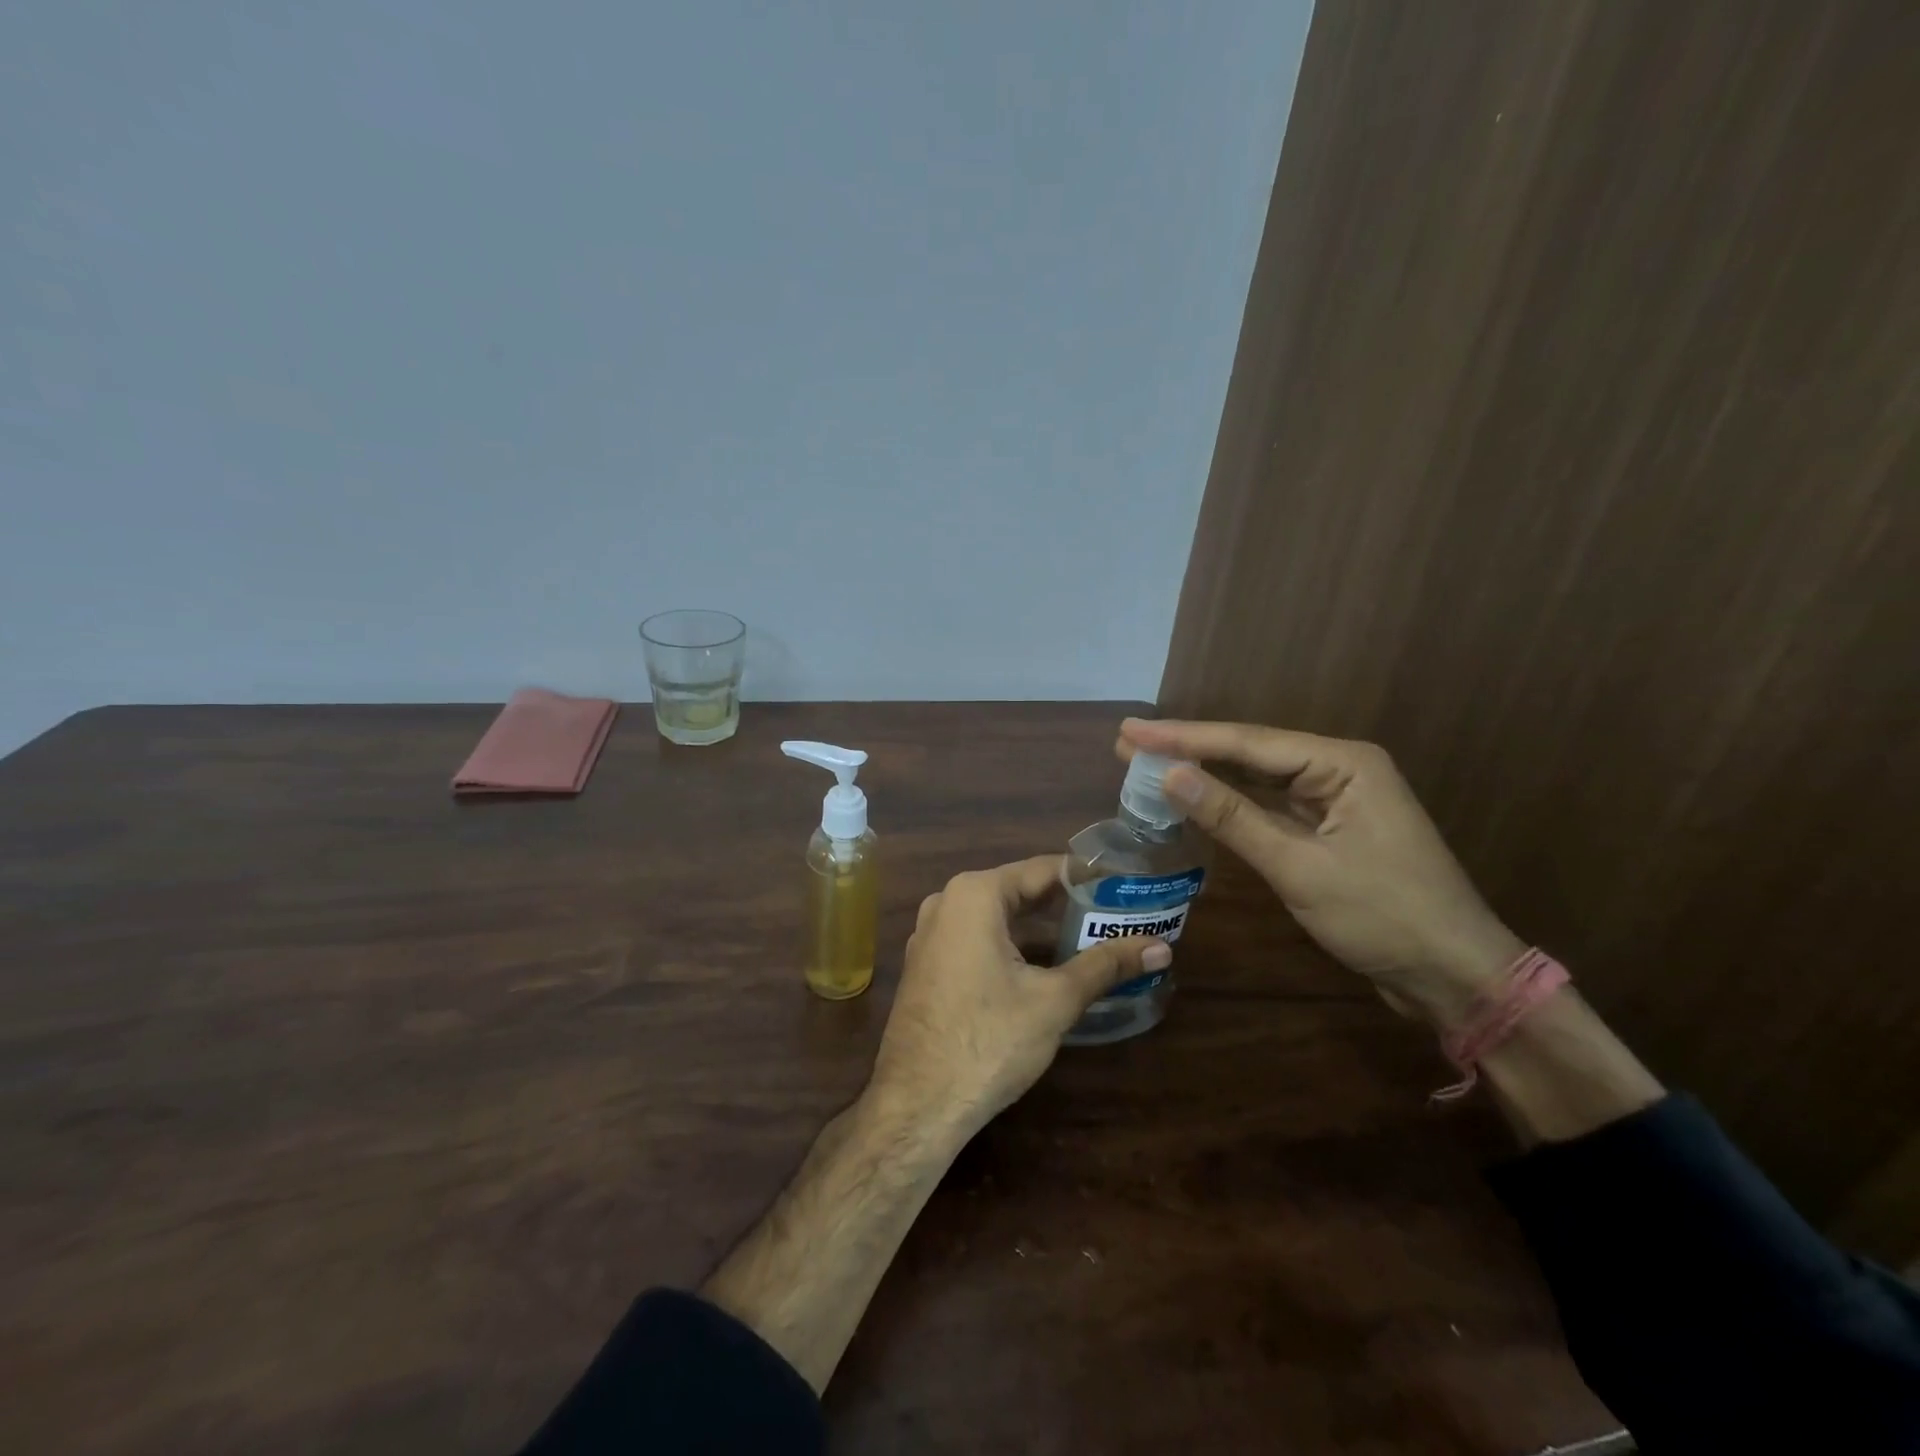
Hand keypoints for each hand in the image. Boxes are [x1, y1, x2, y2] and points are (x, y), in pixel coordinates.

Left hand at [869, 855, 1169, 1138]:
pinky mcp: (927, 965)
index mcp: (974, 895)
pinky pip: (978, 940)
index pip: (1043, 870)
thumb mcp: (1055, 1000)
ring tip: (1093, 938)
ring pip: (999, 919)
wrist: (917, 1105)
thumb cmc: (989, 1040)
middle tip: (1118, 914)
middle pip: (1020, 892)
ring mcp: (931, 935)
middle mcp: (946, 902)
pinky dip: (1013, 947)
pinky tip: (1047, 967)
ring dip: (1042, 929)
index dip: (1088, 877)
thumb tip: (1161, 948)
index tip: (1126, 884)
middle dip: (1067, 905)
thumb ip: (1106, 965)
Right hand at [1118, 719, 1521, 1026]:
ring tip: (1147, 761)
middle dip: (1188, 748)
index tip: (1131, 730)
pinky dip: (1230, 803)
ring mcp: (1334, 800)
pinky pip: (1269, 806)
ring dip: (1205, 773)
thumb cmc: (1382, 916)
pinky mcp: (1328, 829)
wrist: (1453, 975)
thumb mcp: (1300, 867)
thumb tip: (1171, 775)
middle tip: (1127, 742)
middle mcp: (1338, 769)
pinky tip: (1195, 795)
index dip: (1183, 737)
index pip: (1247, 743)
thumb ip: (1233, 817)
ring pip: (1257, 778)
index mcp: (1342, 764)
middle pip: (1250, 752)